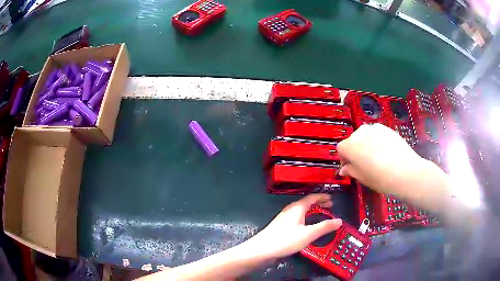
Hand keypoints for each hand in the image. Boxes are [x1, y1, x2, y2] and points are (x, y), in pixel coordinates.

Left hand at [244, 194, 341, 258]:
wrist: (262, 250)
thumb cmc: (285, 240)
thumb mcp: (308, 234)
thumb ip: (324, 227)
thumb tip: (340, 220)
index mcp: (297, 208)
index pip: (312, 197)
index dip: (322, 197)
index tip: (332, 199)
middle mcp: (290, 210)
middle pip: (306, 203)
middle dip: (318, 203)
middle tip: (329, 207)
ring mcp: (284, 218)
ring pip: (301, 210)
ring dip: (312, 210)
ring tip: (320, 215)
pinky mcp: (281, 226)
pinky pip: (297, 217)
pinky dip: (306, 217)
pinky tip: (306, 226)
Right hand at [337, 124, 426, 194]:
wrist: (405, 171)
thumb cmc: (380, 178)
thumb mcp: (362, 178)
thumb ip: (351, 171)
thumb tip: (344, 170)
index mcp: (350, 146)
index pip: (340, 149)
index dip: (344, 160)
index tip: (350, 169)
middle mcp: (360, 133)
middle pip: (352, 140)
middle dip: (355, 150)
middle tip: (363, 164)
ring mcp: (374, 128)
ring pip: (365, 136)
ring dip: (366, 144)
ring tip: (375, 157)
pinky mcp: (386, 128)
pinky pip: (377, 134)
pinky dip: (377, 141)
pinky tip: (385, 152)